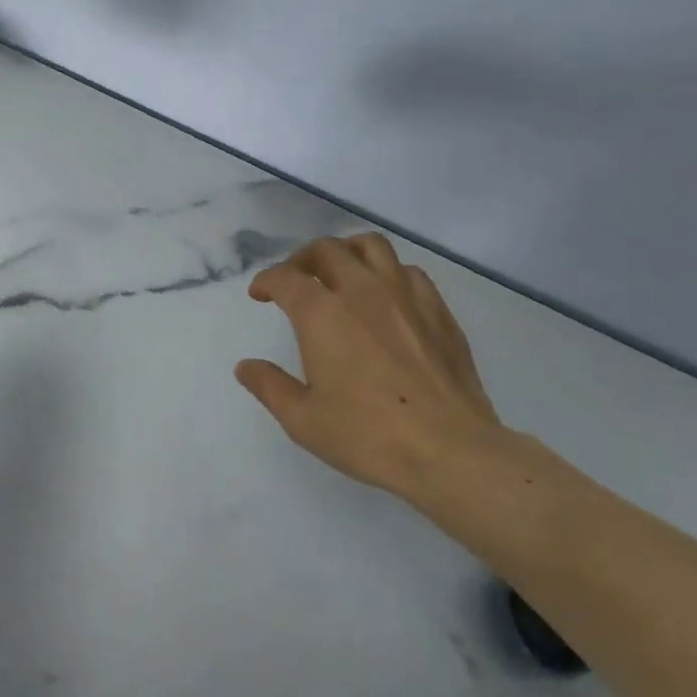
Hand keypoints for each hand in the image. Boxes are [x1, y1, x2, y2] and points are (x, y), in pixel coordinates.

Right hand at [236, 234, 505, 500]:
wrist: (451, 451)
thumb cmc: (368, 435)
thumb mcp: (303, 420)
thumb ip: (269, 386)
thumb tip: (245, 366)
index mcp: (322, 313)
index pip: (285, 277)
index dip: (266, 281)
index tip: (260, 294)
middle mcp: (361, 291)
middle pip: (326, 249)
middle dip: (302, 259)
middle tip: (296, 280)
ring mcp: (404, 296)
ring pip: (371, 246)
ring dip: (347, 251)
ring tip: (340, 271)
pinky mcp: (438, 310)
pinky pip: (408, 271)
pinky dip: (388, 273)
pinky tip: (386, 296)